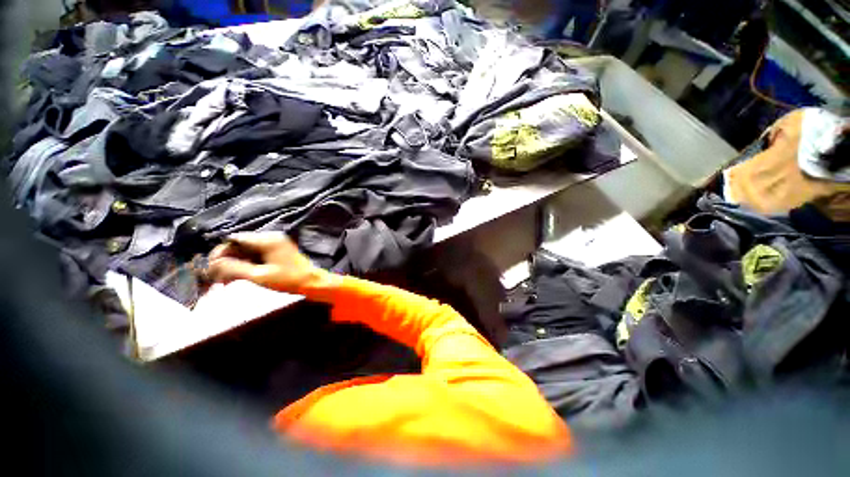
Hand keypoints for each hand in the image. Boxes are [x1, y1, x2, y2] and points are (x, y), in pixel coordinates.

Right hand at [207, 232, 329, 294]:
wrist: (312, 283)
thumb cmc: (288, 279)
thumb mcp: (259, 276)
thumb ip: (234, 268)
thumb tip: (211, 264)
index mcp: (268, 240)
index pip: (235, 239)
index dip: (220, 252)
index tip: (209, 267)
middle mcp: (271, 238)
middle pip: (240, 245)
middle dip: (226, 260)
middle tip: (215, 278)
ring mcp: (275, 244)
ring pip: (246, 251)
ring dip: (234, 264)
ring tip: (224, 282)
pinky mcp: (277, 251)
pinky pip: (256, 255)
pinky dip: (245, 265)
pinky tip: (236, 278)